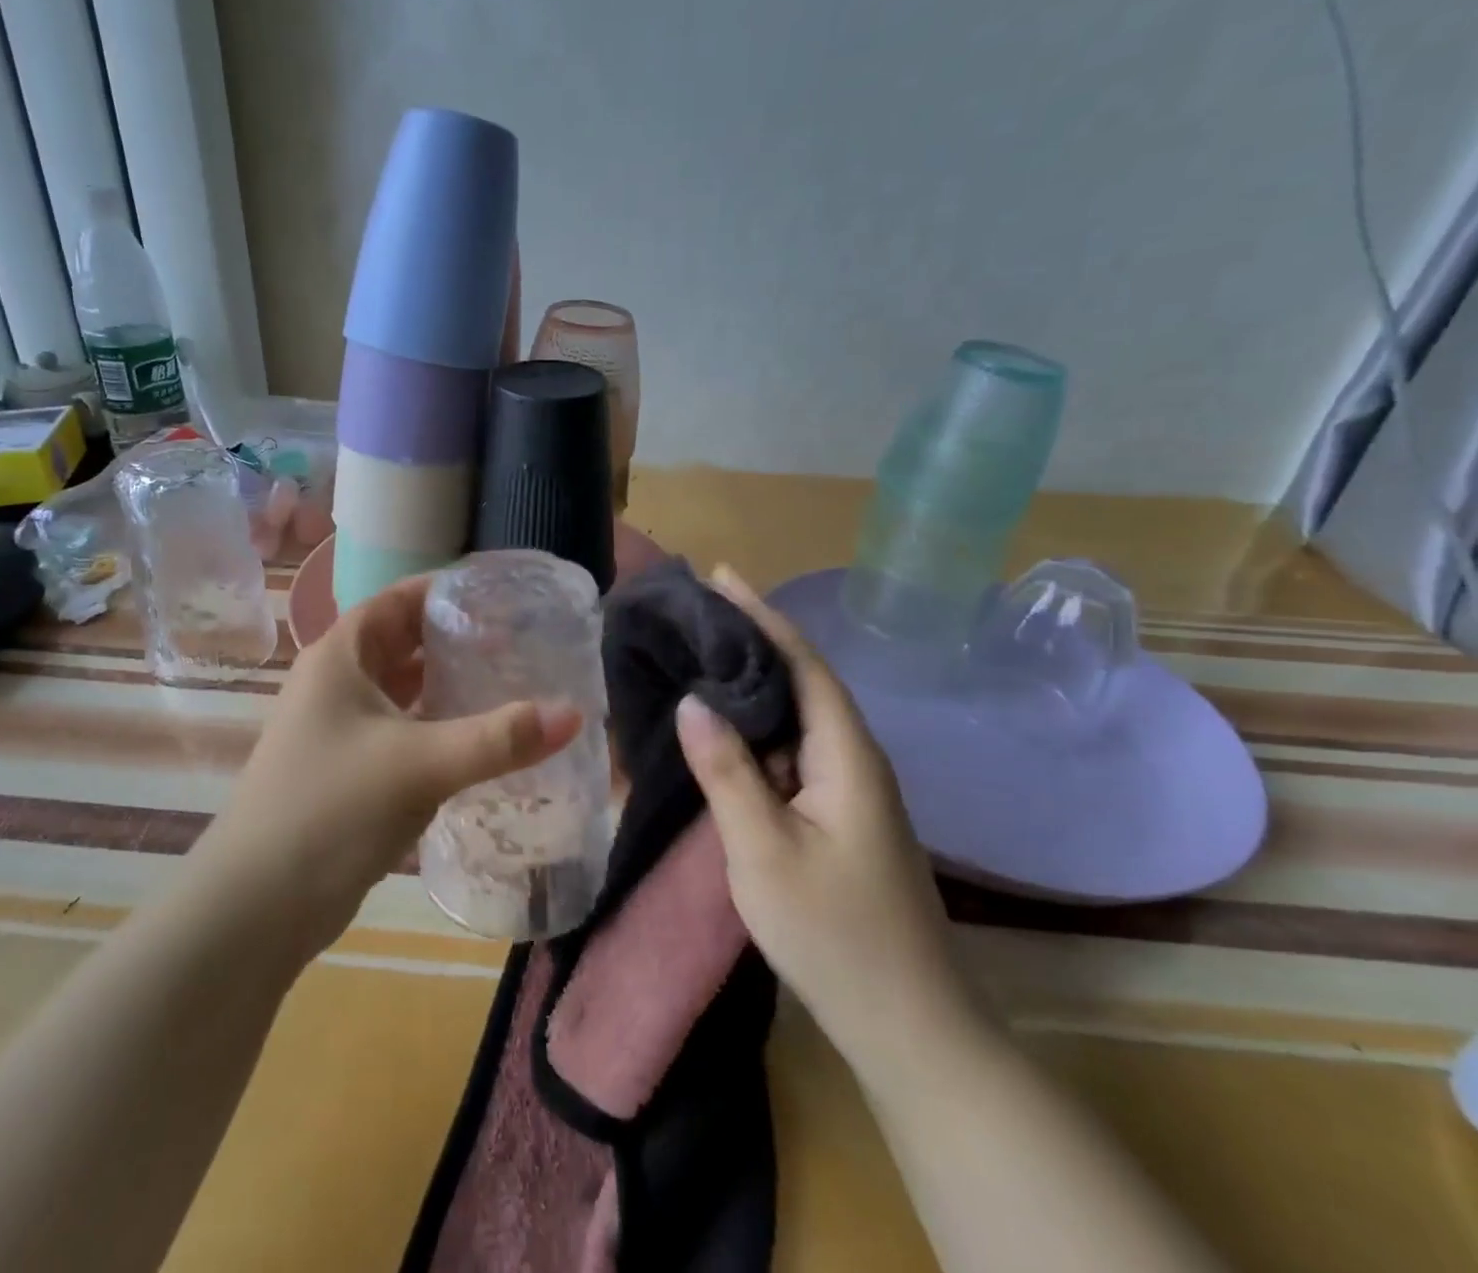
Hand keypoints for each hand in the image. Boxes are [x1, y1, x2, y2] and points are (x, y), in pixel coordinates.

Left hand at [203, 574, 581, 956]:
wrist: (257, 907)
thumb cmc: (332, 809)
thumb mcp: (420, 764)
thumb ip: (498, 738)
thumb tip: (575, 714)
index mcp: (340, 657)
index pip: (398, 600)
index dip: (446, 591)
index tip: (501, 595)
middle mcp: (336, 683)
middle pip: (404, 643)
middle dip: (456, 640)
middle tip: (519, 641)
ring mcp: (340, 729)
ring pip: (404, 691)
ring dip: (449, 686)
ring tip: (510, 683)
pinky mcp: (351, 771)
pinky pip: (403, 731)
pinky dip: (438, 727)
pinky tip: (479, 740)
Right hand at [674, 568, 985, 1086]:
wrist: (909, 1026)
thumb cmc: (835, 935)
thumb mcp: (764, 851)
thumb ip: (727, 772)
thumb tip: (692, 701)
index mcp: (846, 753)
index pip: (802, 662)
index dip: (761, 615)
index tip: (720, 576)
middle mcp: (854, 758)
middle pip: (802, 680)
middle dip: (751, 640)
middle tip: (695, 614)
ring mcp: (849, 789)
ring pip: (795, 718)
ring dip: (751, 686)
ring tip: (698, 657)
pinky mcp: (839, 815)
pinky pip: (791, 753)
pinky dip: (755, 731)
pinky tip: (722, 732)